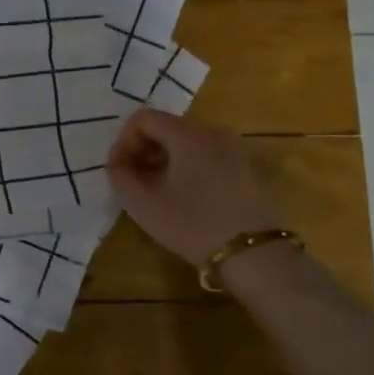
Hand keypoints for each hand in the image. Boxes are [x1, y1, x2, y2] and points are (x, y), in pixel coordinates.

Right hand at [106, 111, 280, 266]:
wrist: (255, 256)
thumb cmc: (193, 225)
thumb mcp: (143, 205)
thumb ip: (119, 176)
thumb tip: (118, 163)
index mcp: (188, 135)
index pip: (143, 118)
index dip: (123, 141)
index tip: (120, 170)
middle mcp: (213, 131)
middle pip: (166, 127)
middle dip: (143, 150)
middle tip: (135, 182)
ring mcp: (234, 148)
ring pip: (186, 141)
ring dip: (164, 159)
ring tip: (157, 191)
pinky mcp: (246, 167)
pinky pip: (206, 154)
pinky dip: (187, 166)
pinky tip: (184, 196)